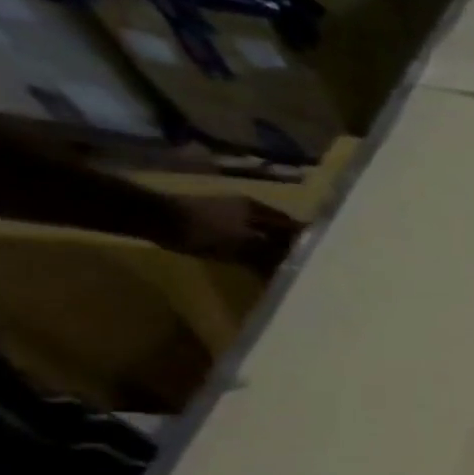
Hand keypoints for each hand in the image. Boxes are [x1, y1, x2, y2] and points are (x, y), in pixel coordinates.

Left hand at [164, 195, 302, 272]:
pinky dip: (252, 250)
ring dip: (269, 249)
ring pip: (260, 234)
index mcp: (258, 209)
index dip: (307, 240)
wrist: (153, 219)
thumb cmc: (204, 230)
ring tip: (279, 267)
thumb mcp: (244, 246)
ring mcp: (227, 213)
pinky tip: (253, 263)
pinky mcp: (211, 222)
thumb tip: (298, 267)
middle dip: (288, 246)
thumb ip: (273, 256)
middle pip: (277, 229)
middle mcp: (247, 207)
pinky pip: (243, 238)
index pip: (293, 225)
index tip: (320, 257)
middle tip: (301, 265)